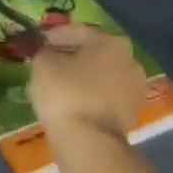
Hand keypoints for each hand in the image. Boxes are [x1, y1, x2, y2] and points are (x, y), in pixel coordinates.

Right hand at [29, 24, 145, 143]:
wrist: (88, 140)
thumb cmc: (65, 93)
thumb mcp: (43, 64)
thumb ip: (44, 52)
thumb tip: (47, 52)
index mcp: (111, 42)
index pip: (77, 31)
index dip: (53, 35)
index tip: (37, 41)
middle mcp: (130, 61)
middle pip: (93, 53)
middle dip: (71, 55)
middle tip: (48, 61)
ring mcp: (134, 88)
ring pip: (101, 75)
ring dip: (81, 76)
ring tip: (58, 83)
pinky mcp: (131, 112)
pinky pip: (104, 96)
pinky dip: (88, 94)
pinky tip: (71, 101)